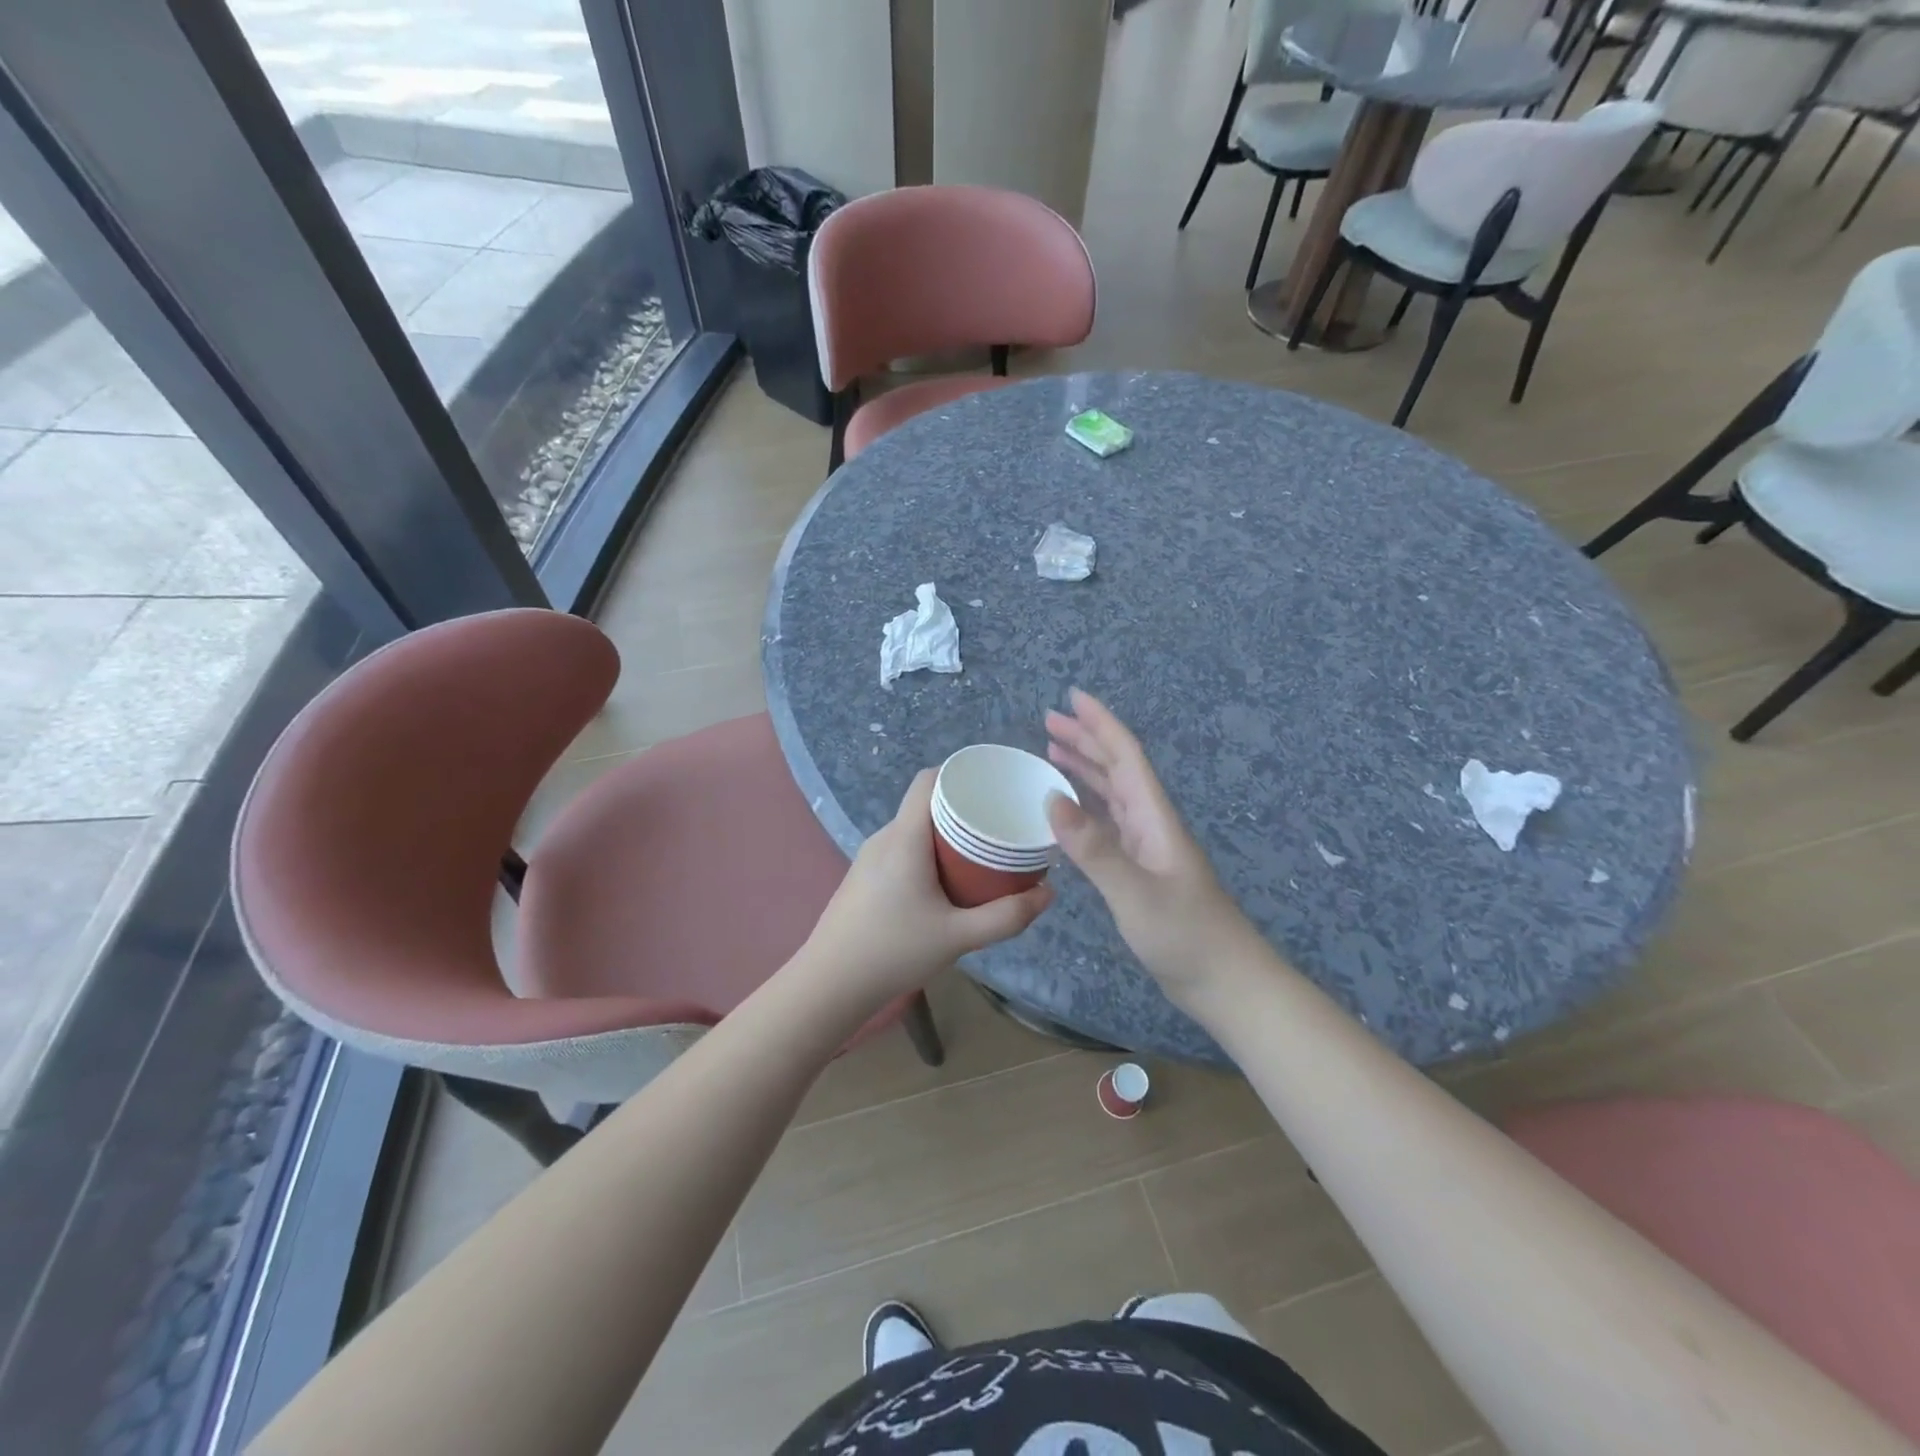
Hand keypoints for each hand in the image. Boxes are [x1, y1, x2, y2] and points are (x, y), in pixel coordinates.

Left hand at [802, 769, 1051, 1006]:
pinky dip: (928, 852)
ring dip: (945, 834)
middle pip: (925, 804)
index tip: (993, 785)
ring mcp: (869, 857)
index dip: (959, 773)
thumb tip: (1048, 894)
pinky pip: (902, 848)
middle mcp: (884, 838)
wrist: (829, 985)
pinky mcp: (863, 877)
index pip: (927, 781)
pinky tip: (946, 880)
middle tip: (999, 825)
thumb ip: (1006, 917)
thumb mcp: (958, 937)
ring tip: (979, 853)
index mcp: (904, 838)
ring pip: (913, 829)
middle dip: (963, 808)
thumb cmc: (893, 952)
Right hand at [1045, 689, 1259, 1009]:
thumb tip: (1051, 800)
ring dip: (1085, 769)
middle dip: (1086, 740)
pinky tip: (1068, 811)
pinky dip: (1086, 808)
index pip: (1127, 756)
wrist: (1227, 984)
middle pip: (1117, 768)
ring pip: (1112, 794)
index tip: (1072, 697)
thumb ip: (1095, 849)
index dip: (1100, 724)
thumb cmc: (1187, 937)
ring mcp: (1147, 848)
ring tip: (1052, 752)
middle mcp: (1151, 823)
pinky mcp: (1141, 871)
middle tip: (1048, 721)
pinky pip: (1108, 824)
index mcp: (1155, 817)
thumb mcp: (1137, 894)